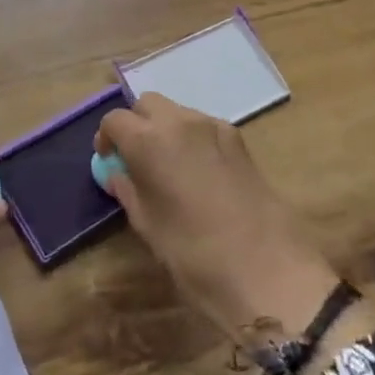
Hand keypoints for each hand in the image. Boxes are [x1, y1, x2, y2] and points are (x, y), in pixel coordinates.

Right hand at [96, 94, 356, 349]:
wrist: (268, 271)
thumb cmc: (194, 252)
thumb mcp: (148, 224)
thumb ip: (128, 190)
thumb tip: (118, 174)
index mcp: (149, 140)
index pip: (115, 120)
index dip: (107, 138)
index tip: (109, 161)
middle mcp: (181, 122)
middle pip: (148, 104)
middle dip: (137, 124)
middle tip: (135, 158)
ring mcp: (215, 128)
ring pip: (179, 113)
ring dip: (165, 129)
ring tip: (168, 167)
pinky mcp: (241, 142)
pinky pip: (205, 128)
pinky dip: (192, 139)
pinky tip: (197, 174)